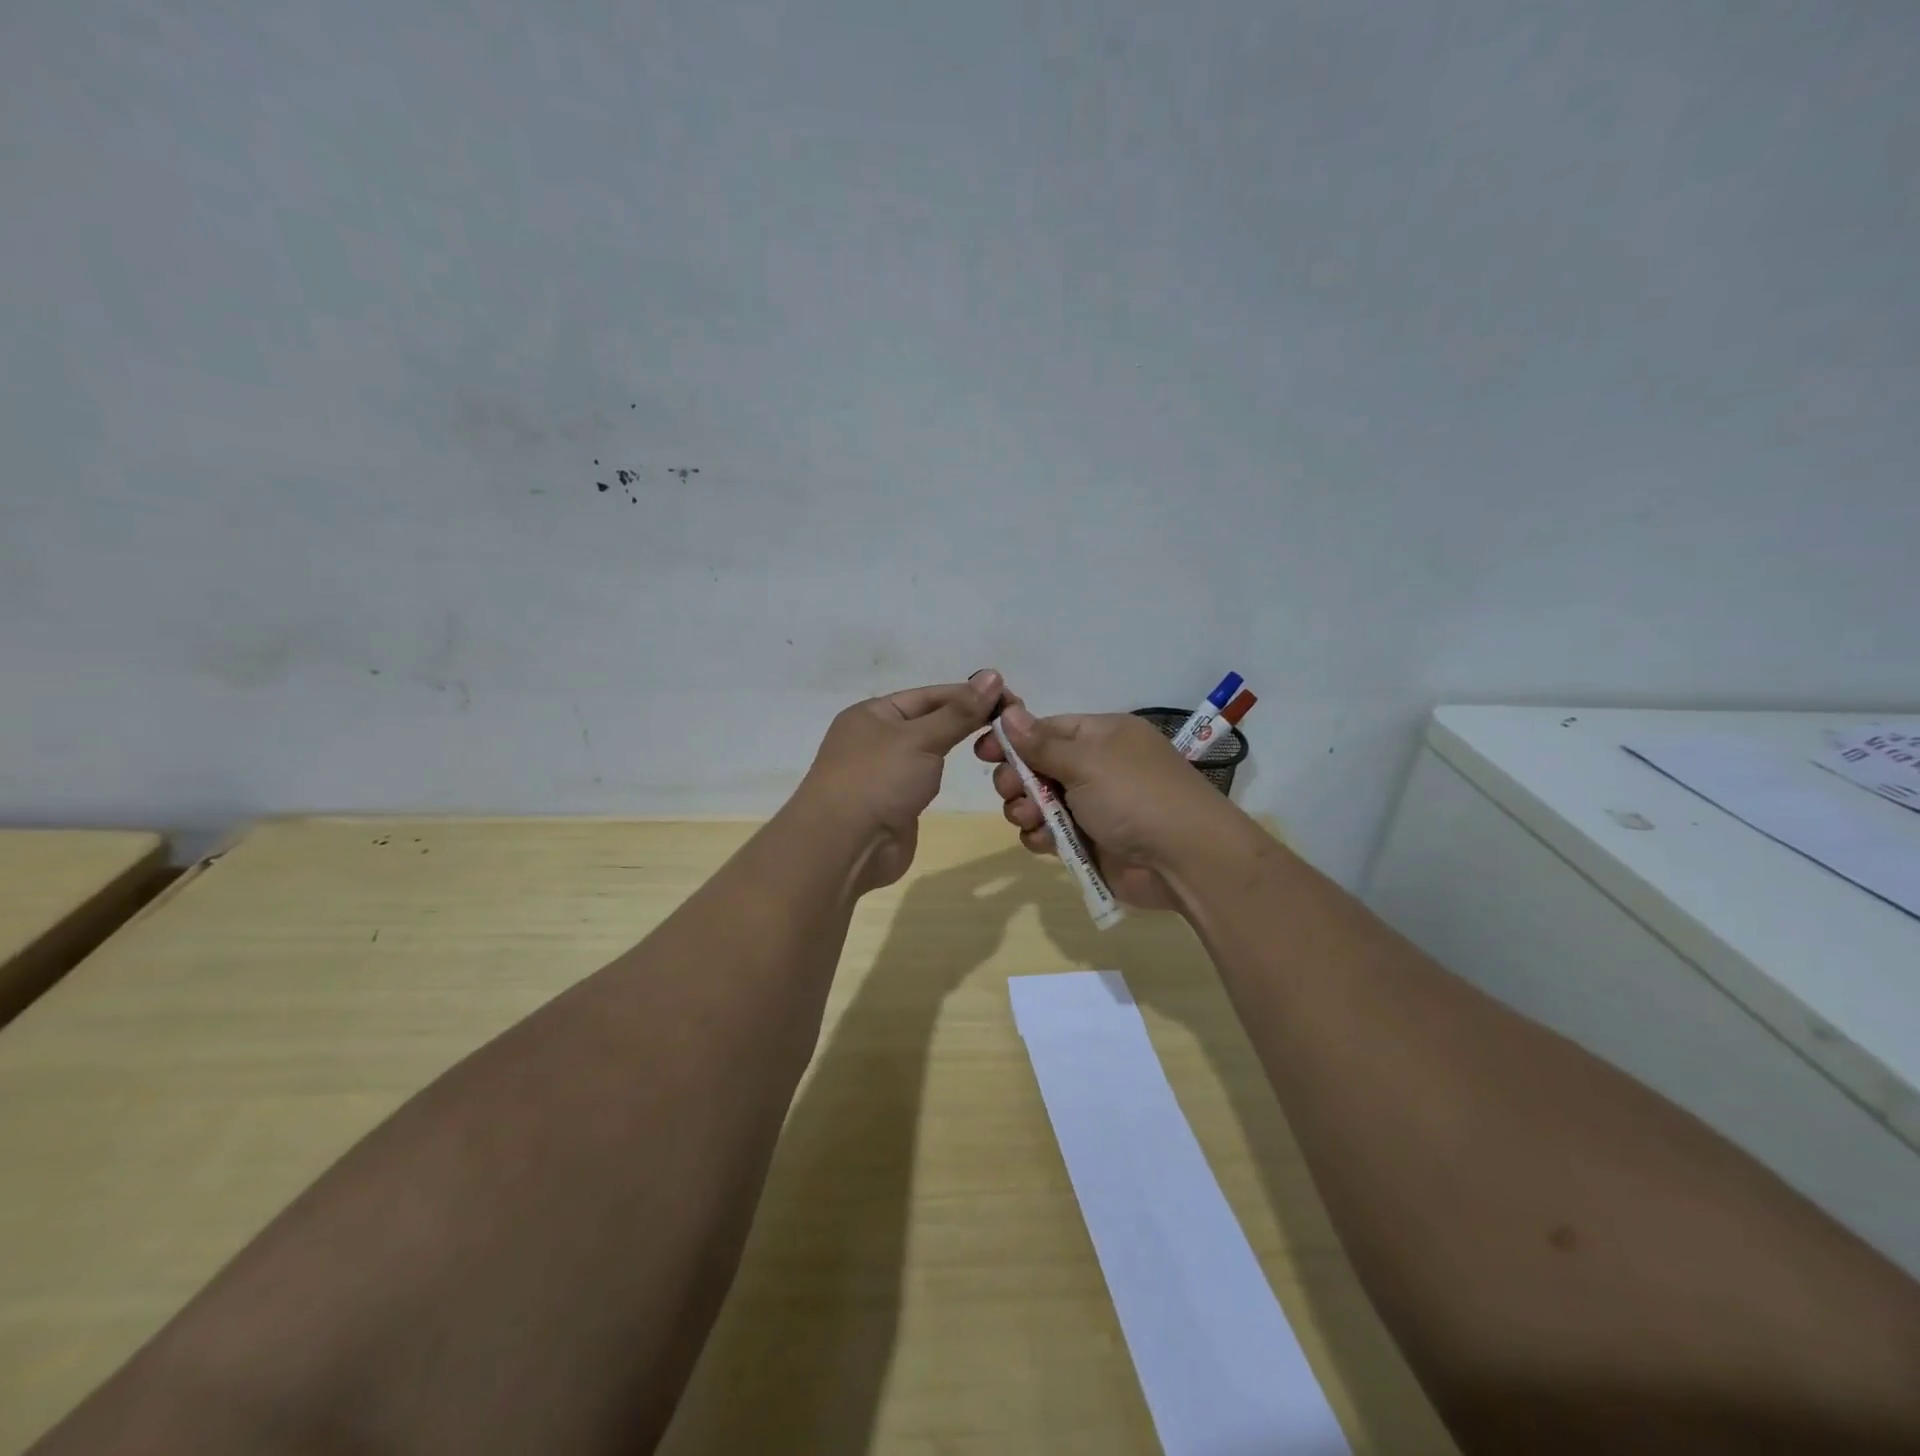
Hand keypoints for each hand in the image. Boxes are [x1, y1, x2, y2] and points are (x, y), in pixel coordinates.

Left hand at [793, 670, 1004, 891]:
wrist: (844, 847)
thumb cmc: (878, 781)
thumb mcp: (920, 739)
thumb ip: (959, 712)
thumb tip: (993, 675)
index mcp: (873, 713)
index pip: (930, 695)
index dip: (970, 694)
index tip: (1011, 699)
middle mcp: (877, 738)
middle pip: (931, 720)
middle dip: (968, 719)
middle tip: (1014, 724)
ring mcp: (885, 772)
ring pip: (931, 750)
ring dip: (960, 744)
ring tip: (1002, 744)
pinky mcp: (896, 802)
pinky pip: (928, 777)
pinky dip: (948, 772)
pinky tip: (972, 771)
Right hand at [974, 694, 1245, 909]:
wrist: (1184, 860)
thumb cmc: (1135, 796)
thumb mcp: (1087, 761)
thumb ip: (1041, 743)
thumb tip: (1008, 710)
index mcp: (1101, 737)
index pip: (1046, 728)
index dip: (1013, 738)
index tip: (983, 750)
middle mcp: (1095, 768)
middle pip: (1036, 766)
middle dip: (1016, 778)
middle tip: (1010, 789)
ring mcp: (1091, 807)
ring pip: (1037, 802)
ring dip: (1025, 809)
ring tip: (1029, 817)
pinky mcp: (1087, 842)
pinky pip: (1049, 834)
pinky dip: (1041, 837)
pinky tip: (1045, 841)